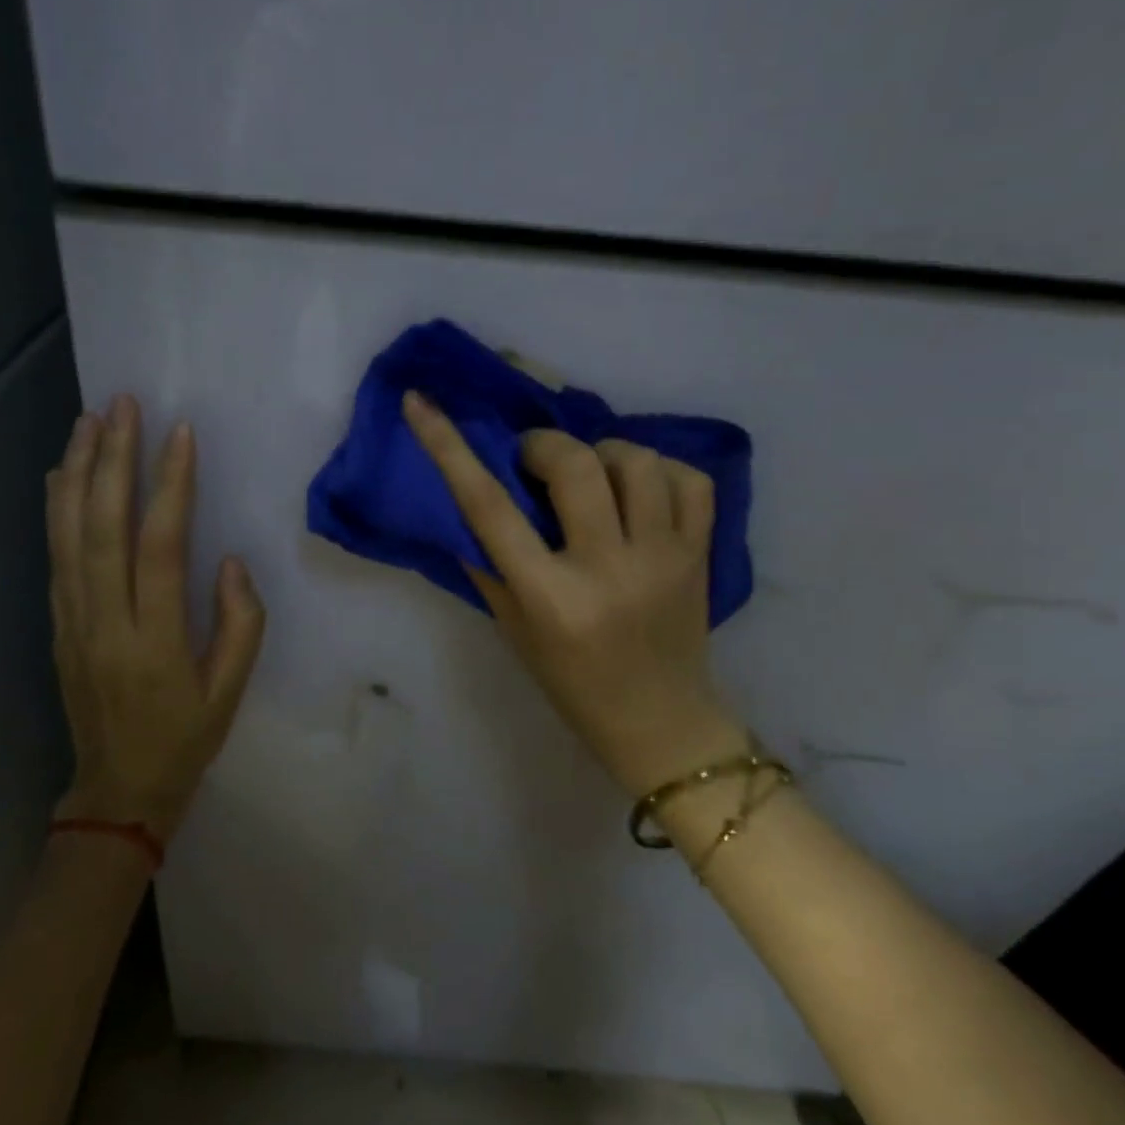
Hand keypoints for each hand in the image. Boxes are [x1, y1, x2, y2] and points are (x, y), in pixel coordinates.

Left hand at [46, 396, 265, 838]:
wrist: (118, 789)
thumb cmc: (186, 738)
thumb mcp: (231, 691)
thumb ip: (240, 623)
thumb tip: (229, 561)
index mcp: (155, 640)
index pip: (160, 548)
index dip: (170, 487)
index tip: (180, 434)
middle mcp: (105, 622)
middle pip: (102, 528)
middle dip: (112, 461)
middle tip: (121, 406)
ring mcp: (73, 622)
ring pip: (69, 536)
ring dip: (77, 473)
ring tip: (89, 421)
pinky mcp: (58, 626)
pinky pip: (55, 558)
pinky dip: (56, 511)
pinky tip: (63, 475)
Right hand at [403, 391, 747, 799]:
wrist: (659, 721)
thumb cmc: (571, 683)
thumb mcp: (514, 629)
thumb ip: (488, 563)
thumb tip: (464, 500)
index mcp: (549, 597)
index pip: (488, 507)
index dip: (448, 446)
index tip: (422, 402)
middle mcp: (607, 569)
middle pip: (574, 464)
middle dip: (544, 445)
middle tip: (534, 459)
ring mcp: (663, 558)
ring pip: (637, 461)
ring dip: (603, 452)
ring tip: (593, 473)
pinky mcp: (701, 554)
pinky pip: (691, 481)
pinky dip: (661, 469)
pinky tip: (641, 487)